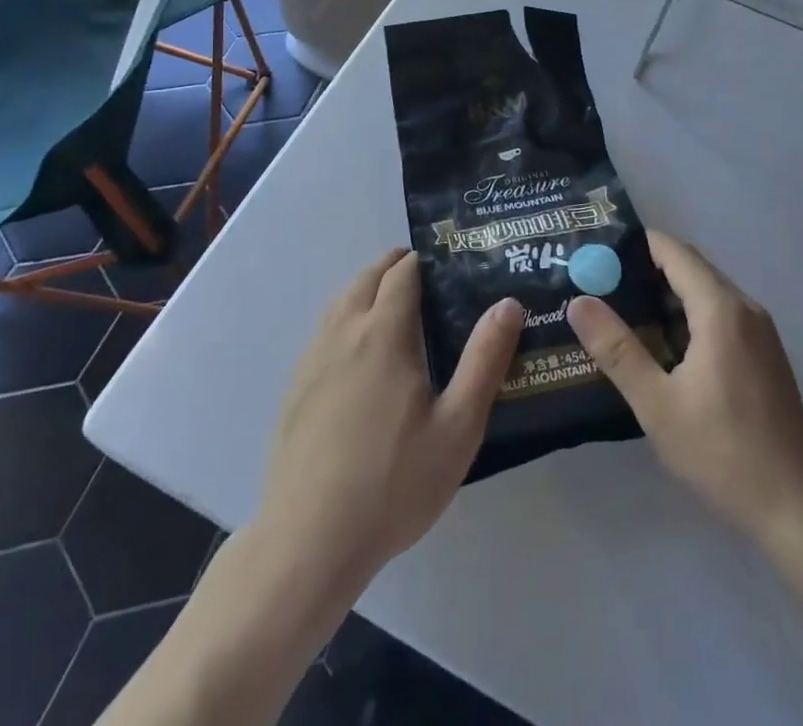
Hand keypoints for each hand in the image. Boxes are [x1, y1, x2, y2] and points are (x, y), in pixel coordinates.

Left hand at [255, 248, 523, 589]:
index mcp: (383, 334)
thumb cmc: (394, 483)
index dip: (423, 260)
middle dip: (393, 266)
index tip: (447, 262)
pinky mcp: (295, 389)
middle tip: (425, 276)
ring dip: (366, 289)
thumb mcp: (458, 426)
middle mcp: (343, 333)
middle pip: (366, 278)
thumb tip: (507, 303)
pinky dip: (344, 318)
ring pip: (340, 302)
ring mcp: (312, 361)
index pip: (402, 273)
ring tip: (393, 304)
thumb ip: (485, 360)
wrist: (309, 543)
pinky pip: (323, 332)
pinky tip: (357, 353)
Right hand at [567, 230, 802, 549]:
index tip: (597, 254)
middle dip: (646, 270)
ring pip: (706, 293)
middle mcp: (745, 308)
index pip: (674, 251)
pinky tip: (662, 347)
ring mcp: (760, 331)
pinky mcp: (765, 354)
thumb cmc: (723, 452)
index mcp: (722, 309)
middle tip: (600, 284)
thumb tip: (579, 301)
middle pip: (691, 268)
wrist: (797, 508)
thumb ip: (617, 349)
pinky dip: (689, 316)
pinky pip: (721, 315)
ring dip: (667, 296)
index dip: (636, 246)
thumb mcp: (657, 404)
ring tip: (621, 312)